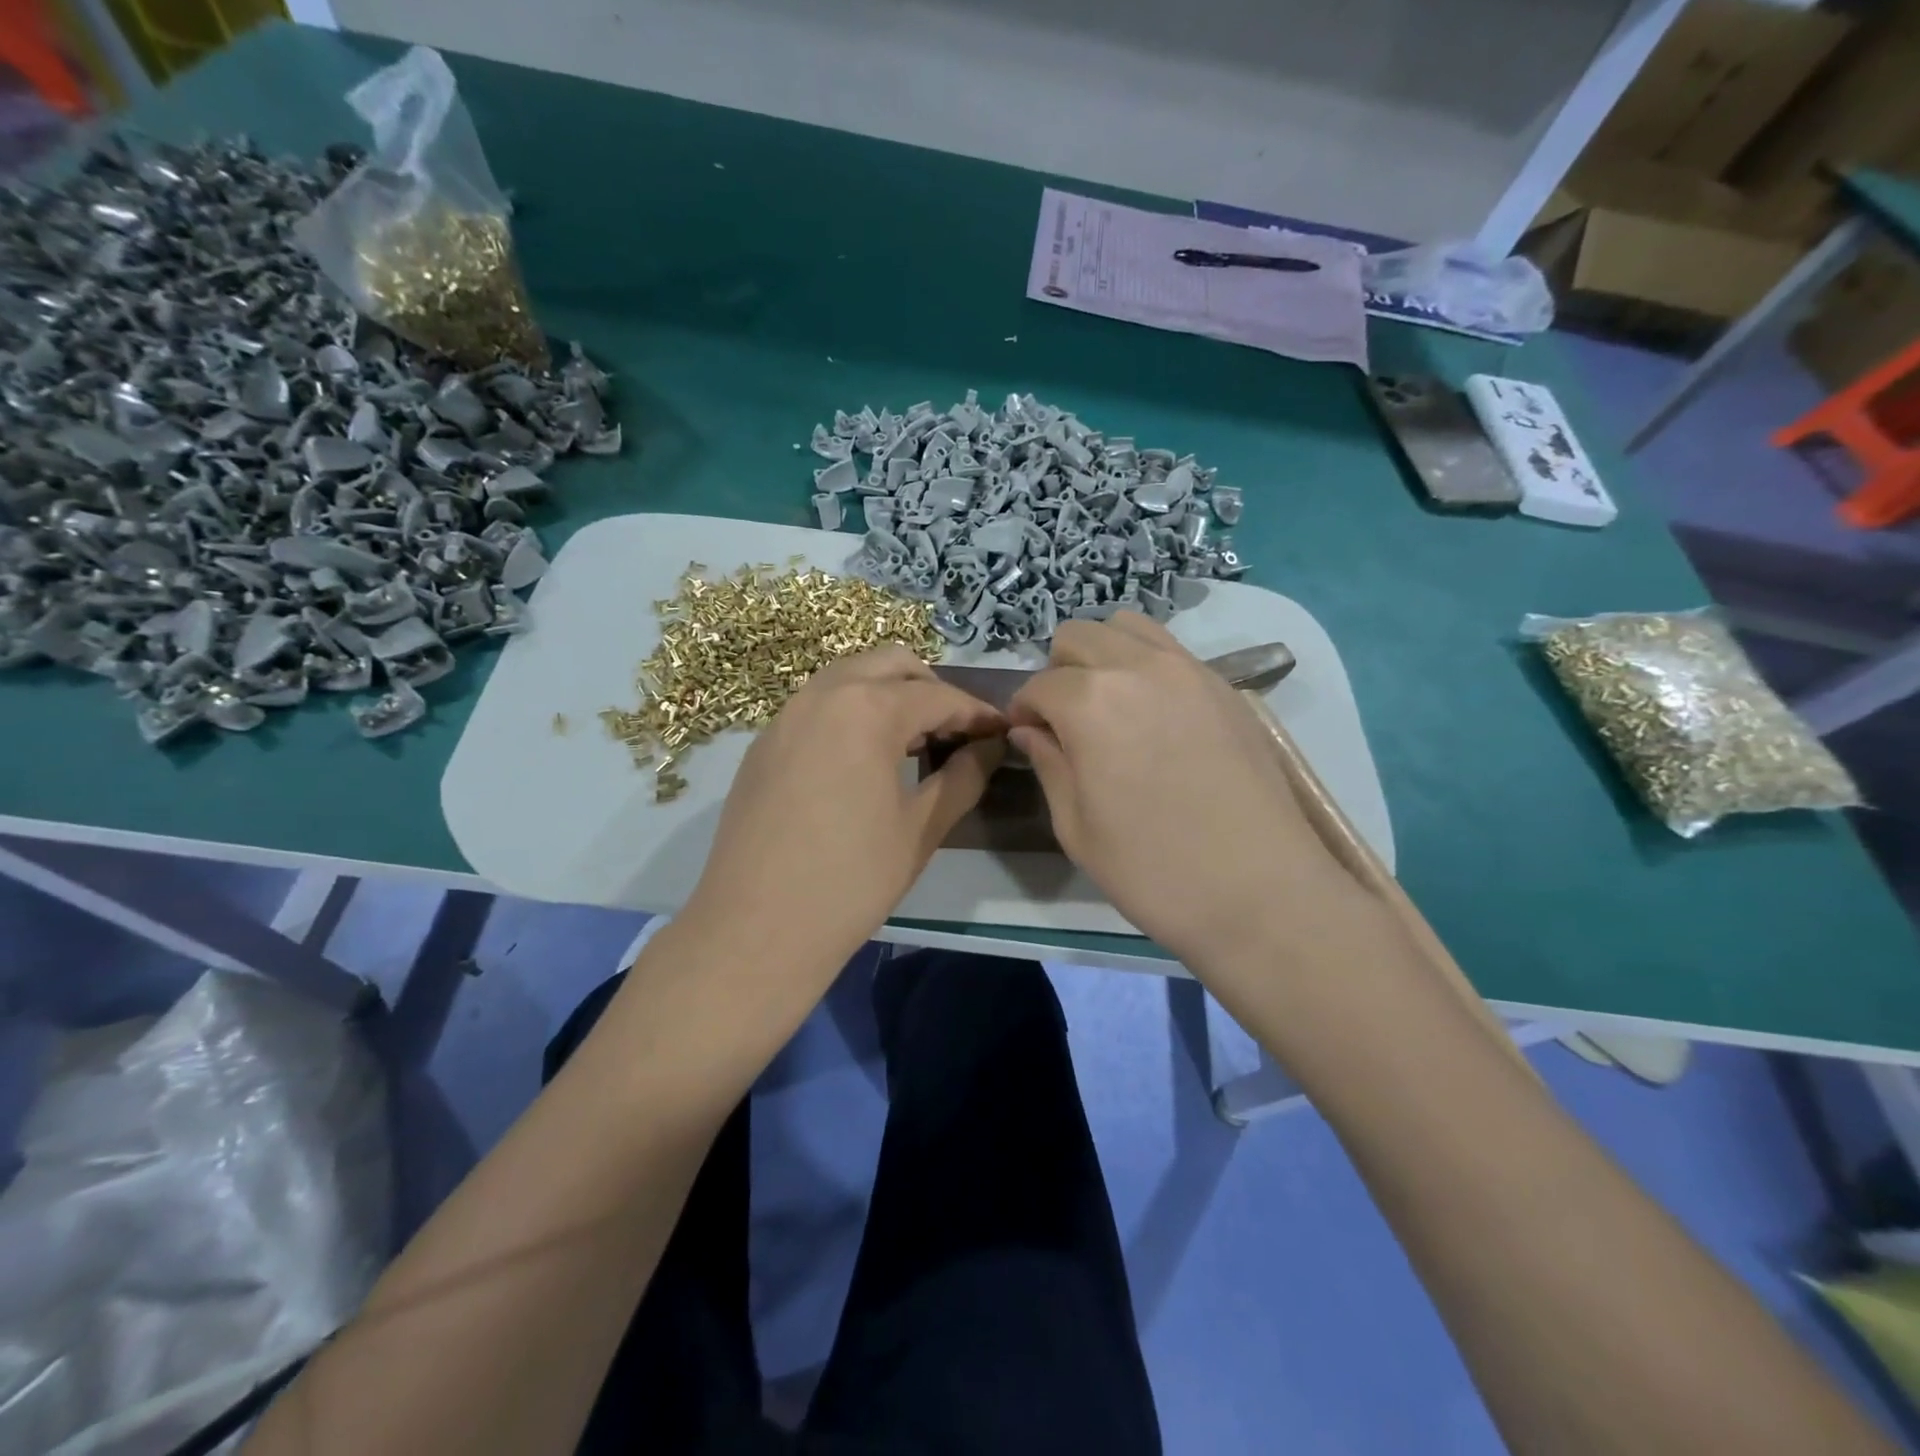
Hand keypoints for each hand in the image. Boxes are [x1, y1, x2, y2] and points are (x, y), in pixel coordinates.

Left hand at [684, 646, 1004, 976]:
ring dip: (889, 696)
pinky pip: (819, 706)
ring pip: (850, 678)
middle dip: (931, 689)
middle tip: (955, 733)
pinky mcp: (764, 743)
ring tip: (914, 744)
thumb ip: (963, 776)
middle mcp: (823, 694)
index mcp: (867, 709)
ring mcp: (786, 715)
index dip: (977, 714)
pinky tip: (863, 761)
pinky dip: (852, 713)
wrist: (755, 929)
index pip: (938, 696)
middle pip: (891, 665)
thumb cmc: (851, 880)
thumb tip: (990, 747)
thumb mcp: (921, 828)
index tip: (1002, 733)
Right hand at [1008, 614, 1344, 969]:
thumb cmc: (1152, 870)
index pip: (1039, 684)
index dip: (1023, 710)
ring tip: (1108, 706)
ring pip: (1128, 627)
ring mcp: (1189, 670)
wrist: (1261, 892)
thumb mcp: (1077, 827)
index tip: (1026, 736)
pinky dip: (1145, 665)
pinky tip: (1153, 715)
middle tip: (1064, 720)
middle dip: (1059, 671)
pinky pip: (1171, 650)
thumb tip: (1030, 731)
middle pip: (1079, 635)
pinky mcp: (1225, 686)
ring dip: (1103, 655)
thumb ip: (1048, 764)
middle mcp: (1138, 667)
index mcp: (1090, 702)